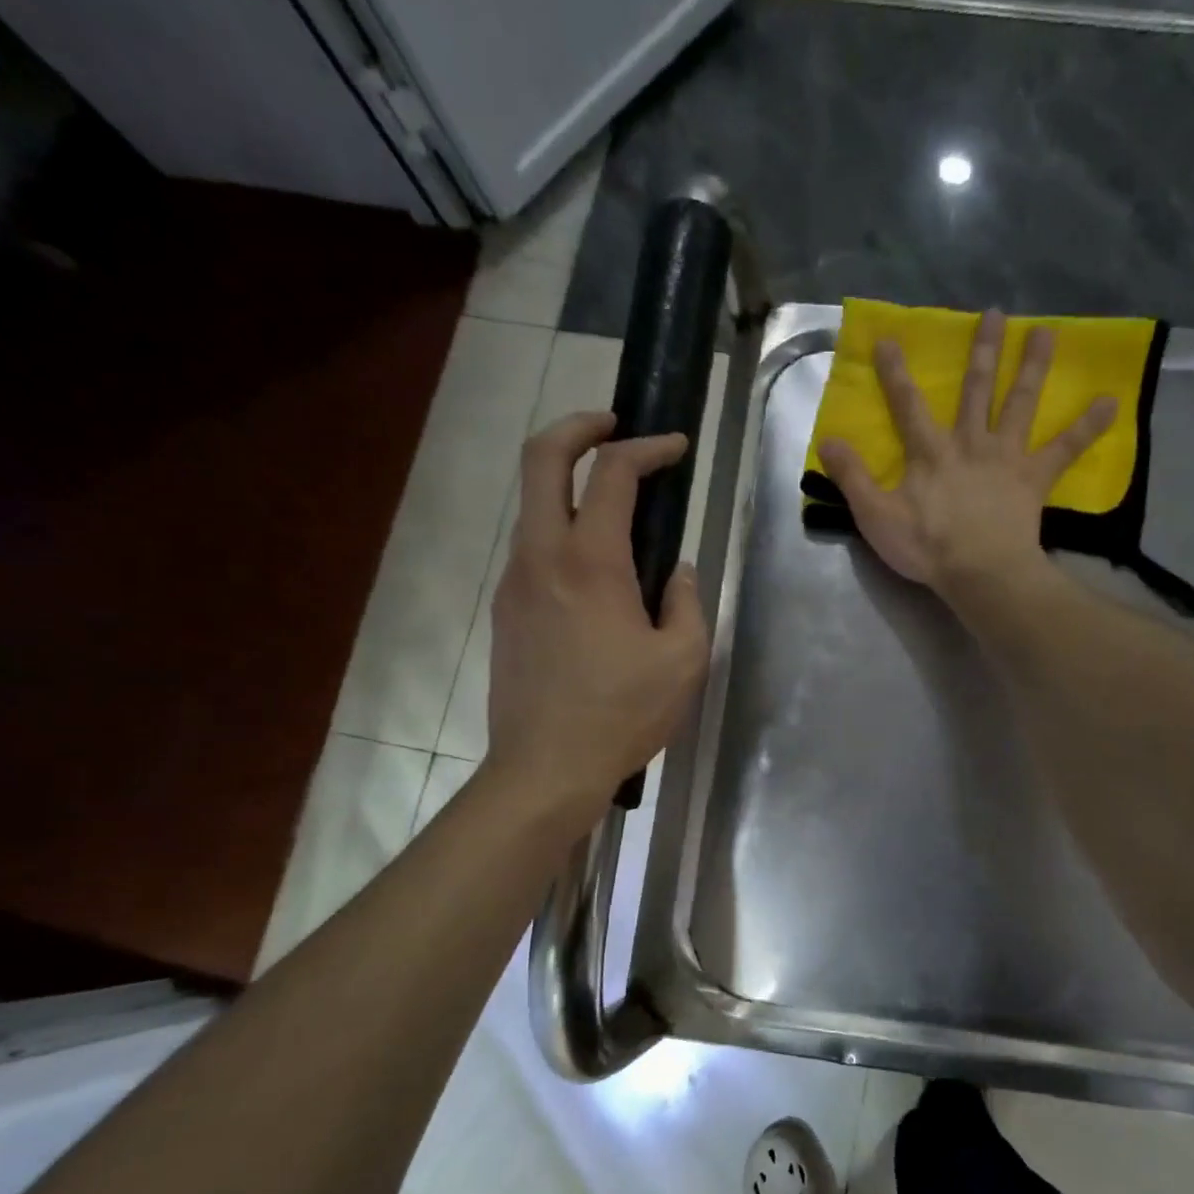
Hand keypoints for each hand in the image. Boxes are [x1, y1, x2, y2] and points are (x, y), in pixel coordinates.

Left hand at [486, 412, 709, 818]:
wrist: (546, 767)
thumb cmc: (623, 714)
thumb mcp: (683, 660)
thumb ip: (687, 602)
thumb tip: (677, 572)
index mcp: (591, 562)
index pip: (613, 474)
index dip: (648, 447)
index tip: (677, 447)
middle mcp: (542, 556)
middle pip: (541, 459)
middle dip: (578, 426)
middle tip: (615, 426)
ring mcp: (515, 582)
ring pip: (533, 505)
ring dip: (569, 484)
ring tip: (615, 503)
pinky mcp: (506, 611)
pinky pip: (533, 549)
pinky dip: (562, 531)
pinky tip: (596, 568)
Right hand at [817, 309, 1117, 595]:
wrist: (979, 571)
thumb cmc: (926, 546)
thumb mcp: (876, 515)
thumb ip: (851, 477)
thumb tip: (827, 438)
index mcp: (930, 451)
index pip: (908, 404)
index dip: (897, 372)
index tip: (891, 338)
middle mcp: (970, 442)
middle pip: (978, 390)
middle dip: (983, 351)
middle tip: (996, 314)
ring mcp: (1006, 457)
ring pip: (1020, 404)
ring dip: (1033, 367)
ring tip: (1048, 333)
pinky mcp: (1034, 478)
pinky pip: (1064, 448)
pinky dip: (1088, 426)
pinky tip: (1112, 401)